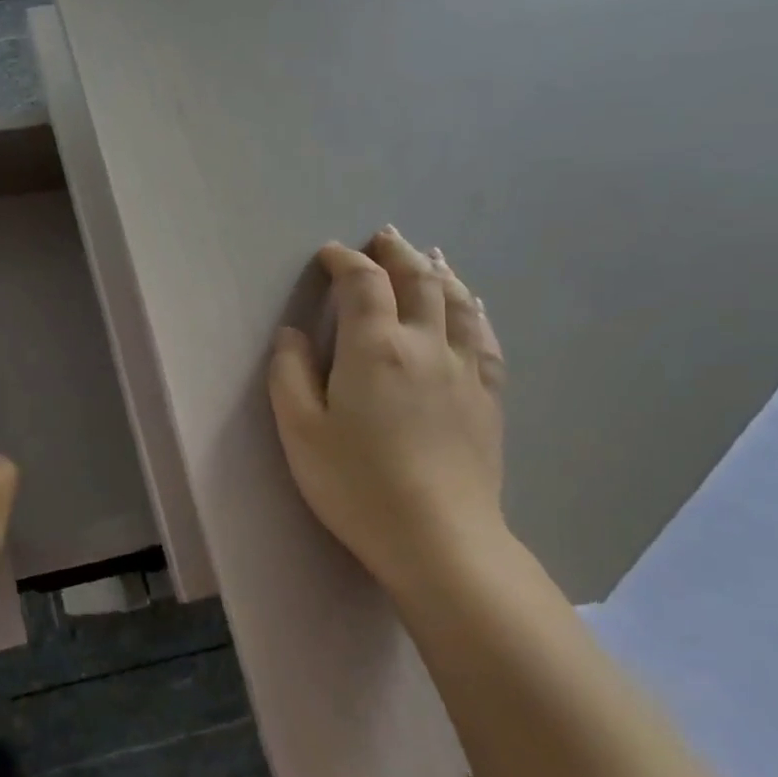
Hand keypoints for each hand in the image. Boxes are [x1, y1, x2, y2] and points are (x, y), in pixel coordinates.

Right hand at [268, 227, 507, 591]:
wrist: (439, 539)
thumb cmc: (357, 485)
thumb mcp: (301, 432)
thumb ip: (290, 374)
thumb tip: (293, 334)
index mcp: (374, 349)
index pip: (363, 283)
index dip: (345, 261)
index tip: (330, 254)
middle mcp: (425, 345)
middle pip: (417, 281)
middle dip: (396, 253)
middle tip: (383, 237)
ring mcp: (464, 370)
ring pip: (457, 302)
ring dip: (438, 271)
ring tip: (427, 256)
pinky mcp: (487, 397)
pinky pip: (486, 338)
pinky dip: (474, 311)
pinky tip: (471, 306)